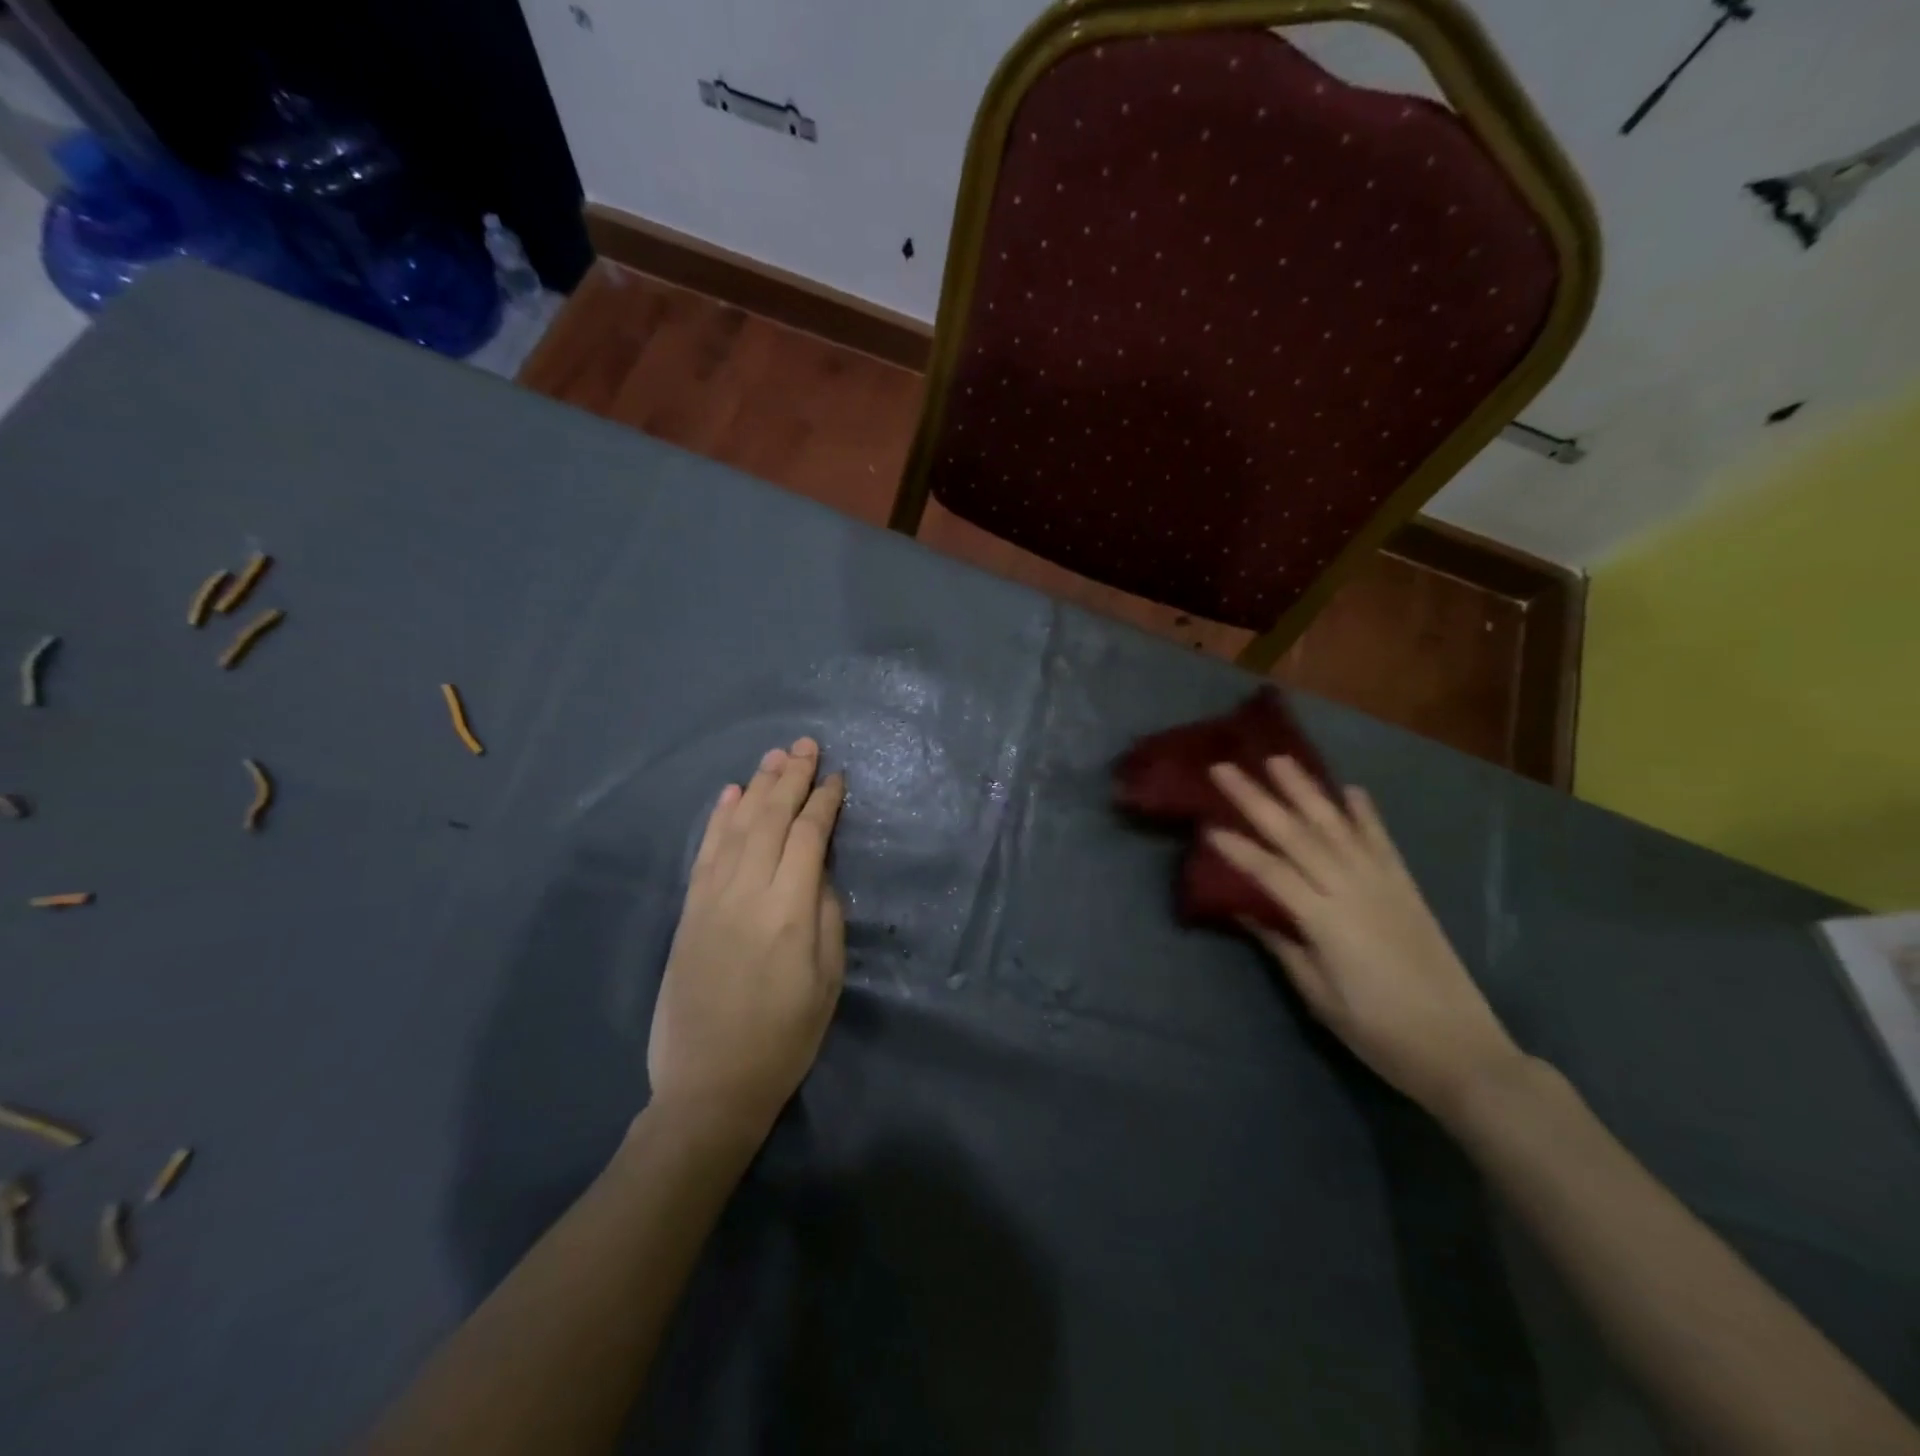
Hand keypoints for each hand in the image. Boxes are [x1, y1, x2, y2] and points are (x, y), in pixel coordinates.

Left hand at [647, 737, 846, 1141]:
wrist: (709, 1084)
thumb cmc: (784, 1037)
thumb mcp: (827, 979)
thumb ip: (826, 915)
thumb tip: (818, 870)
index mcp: (789, 910)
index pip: (808, 836)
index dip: (824, 802)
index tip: (836, 778)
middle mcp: (747, 891)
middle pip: (770, 819)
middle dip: (791, 777)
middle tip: (806, 744)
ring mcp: (711, 898)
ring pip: (737, 826)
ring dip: (756, 787)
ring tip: (774, 756)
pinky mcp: (689, 911)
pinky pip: (705, 852)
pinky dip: (718, 818)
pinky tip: (729, 794)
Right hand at [1207, 757, 1522, 1117]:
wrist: (1461, 1049)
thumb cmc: (1378, 1032)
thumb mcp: (1318, 994)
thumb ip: (1282, 944)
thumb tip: (1245, 908)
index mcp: (1326, 920)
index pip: (1271, 872)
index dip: (1237, 849)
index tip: (1206, 825)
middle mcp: (1353, 889)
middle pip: (1297, 835)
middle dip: (1257, 799)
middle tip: (1224, 768)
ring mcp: (1383, 883)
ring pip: (1336, 826)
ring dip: (1305, 790)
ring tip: (1279, 760)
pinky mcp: (1406, 888)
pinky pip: (1381, 841)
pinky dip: (1365, 813)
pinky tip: (1350, 790)